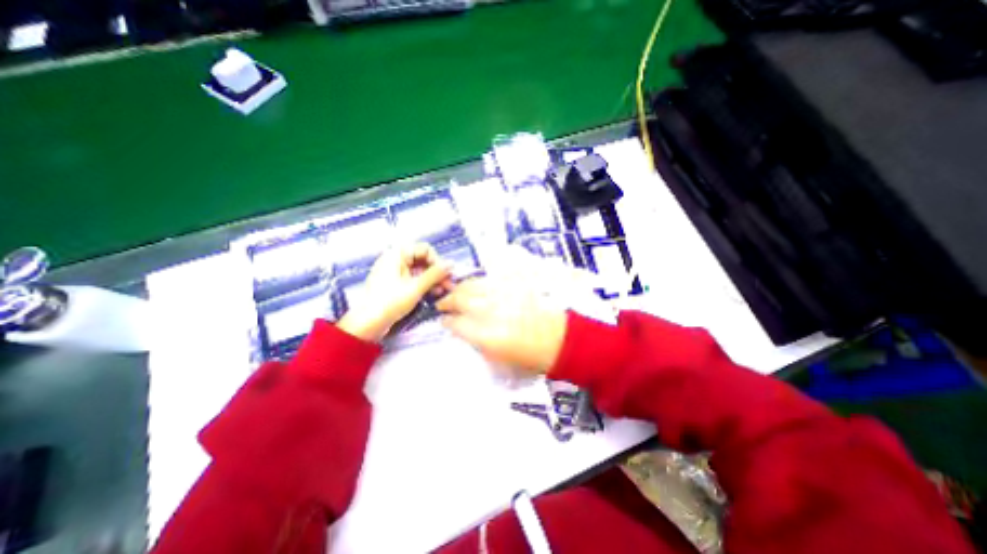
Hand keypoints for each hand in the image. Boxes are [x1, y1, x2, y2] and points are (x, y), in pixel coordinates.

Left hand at [338, 242, 449, 340]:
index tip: (445, 275)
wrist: (367, 324)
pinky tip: (434, 293)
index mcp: (397, 254)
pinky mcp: (395, 283)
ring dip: (433, 279)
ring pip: (420, 270)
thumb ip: (435, 274)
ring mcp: (395, 271)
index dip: (437, 260)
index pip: (425, 249)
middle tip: (448, 285)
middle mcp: (395, 259)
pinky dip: (424, 284)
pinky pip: (414, 278)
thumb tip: (452, 264)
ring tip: (443, 291)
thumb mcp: (416, 287)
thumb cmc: (390, 302)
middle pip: (423, 259)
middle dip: (437, 271)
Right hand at [436, 277, 567, 375]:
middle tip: (443, 303)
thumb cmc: (530, 357)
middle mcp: (493, 311)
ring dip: (461, 288)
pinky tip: (477, 286)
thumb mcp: (498, 360)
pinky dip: (479, 282)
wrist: (560, 340)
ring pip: (474, 285)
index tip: (443, 320)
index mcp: (487, 336)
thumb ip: (476, 342)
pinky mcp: (515, 286)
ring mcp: (505, 295)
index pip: (457, 323)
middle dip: (448, 300)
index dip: (447, 320)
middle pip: (461, 299)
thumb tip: (462, 330)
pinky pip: (491, 279)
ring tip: (457, 292)